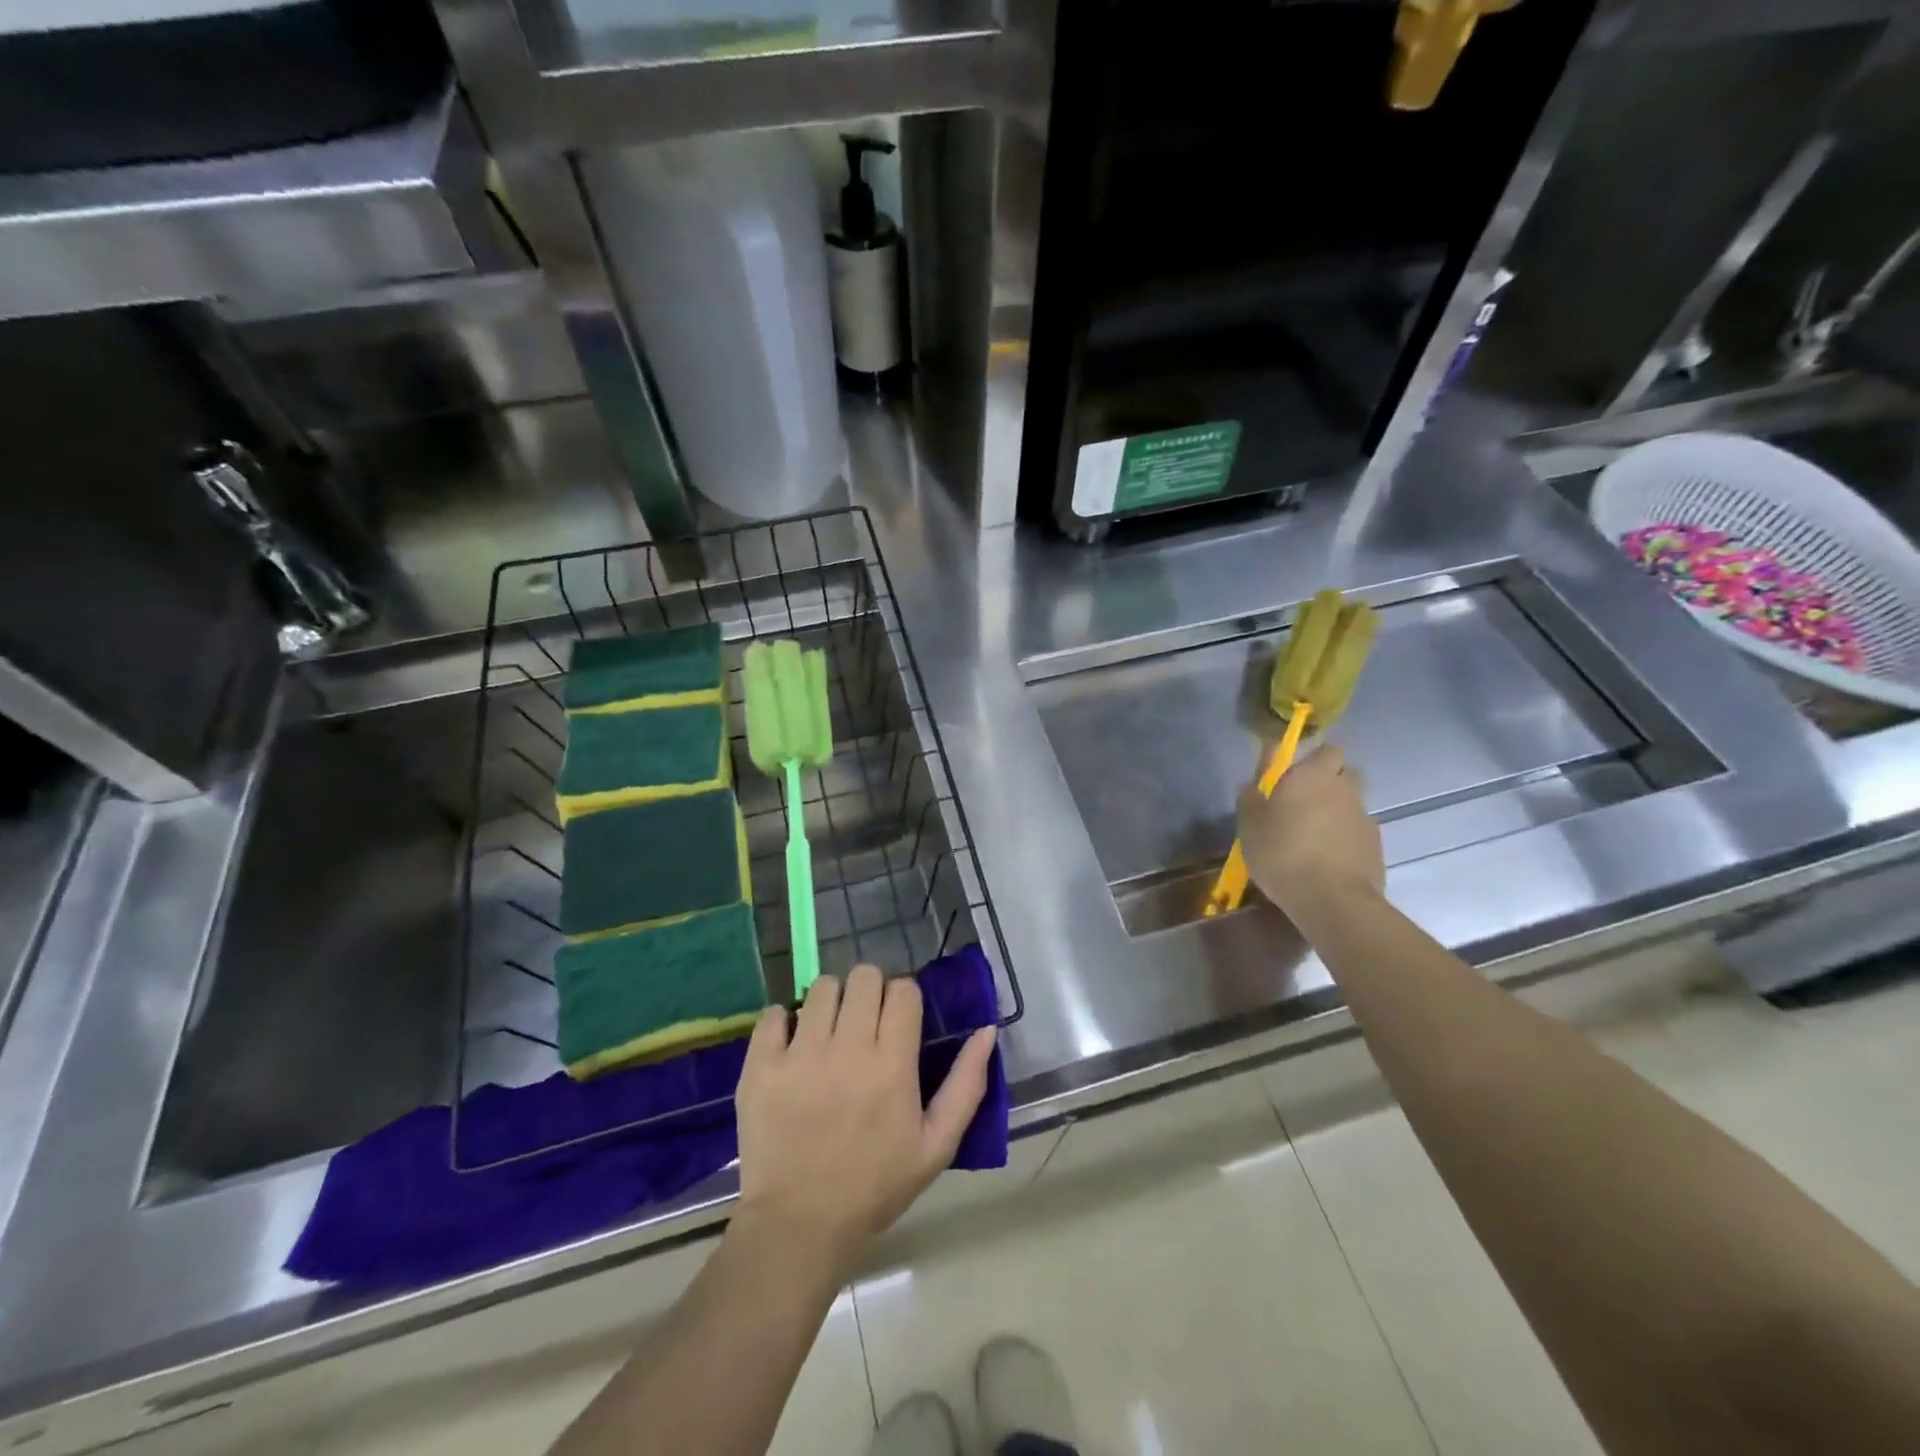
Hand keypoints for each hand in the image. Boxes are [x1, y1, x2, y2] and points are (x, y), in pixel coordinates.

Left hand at [735, 965, 995, 1271]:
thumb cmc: (875, 1186)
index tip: (899, 1020)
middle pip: (863, 976)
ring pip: (821, 987)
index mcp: (892, 1063)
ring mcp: (799, 1054)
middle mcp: (847, 1047)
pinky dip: (784, 1022)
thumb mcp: (936, 1145)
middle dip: (870, 990)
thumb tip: (987, 1029)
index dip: (905, 998)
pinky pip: (773, 1014)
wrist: (799, 1226)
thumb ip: (966, 1084)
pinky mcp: (761, 1066)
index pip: (903, 990)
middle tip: (865, 1022)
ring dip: (831, 1001)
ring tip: (829, 1032)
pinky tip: (791, 1045)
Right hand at [1237, 745, 1384, 922]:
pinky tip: (1327, 859)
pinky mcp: (1376, 847)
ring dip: (1337, 812)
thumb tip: (1251, 786)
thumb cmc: (1283, 853)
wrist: (1332, 900)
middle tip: (1303, 803)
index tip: (1291, 776)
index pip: (1326, 749)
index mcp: (1313, 776)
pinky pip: (1358, 832)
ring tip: (1314, 837)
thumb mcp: (1250, 826)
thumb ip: (1250, 799)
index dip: (1311, 760)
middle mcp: (1344, 789)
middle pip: (1345, 773)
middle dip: (1330, 782)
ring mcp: (1365, 818)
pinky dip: (1346, 839)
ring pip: (1352, 804)